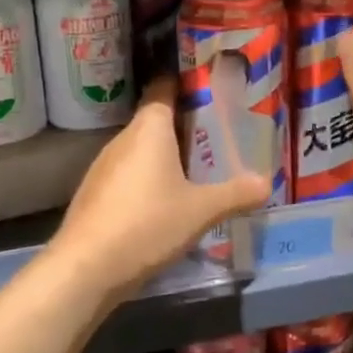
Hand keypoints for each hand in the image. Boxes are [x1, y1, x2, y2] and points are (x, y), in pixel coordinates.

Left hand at [51, 77, 267, 299]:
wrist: (86, 268)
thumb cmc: (147, 224)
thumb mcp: (201, 211)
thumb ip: (235, 194)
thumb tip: (267, 182)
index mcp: (149, 128)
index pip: (165, 87)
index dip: (187, 84)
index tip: (212, 88)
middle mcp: (123, 139)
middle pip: (156, 121)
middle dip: (186, 126)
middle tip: (220, 136)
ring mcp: (103, 167)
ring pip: (142, 151)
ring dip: (167, 157)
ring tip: (199, 170)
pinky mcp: (95, 194)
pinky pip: (129, 176)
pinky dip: (149, 181)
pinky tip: (167, 203)